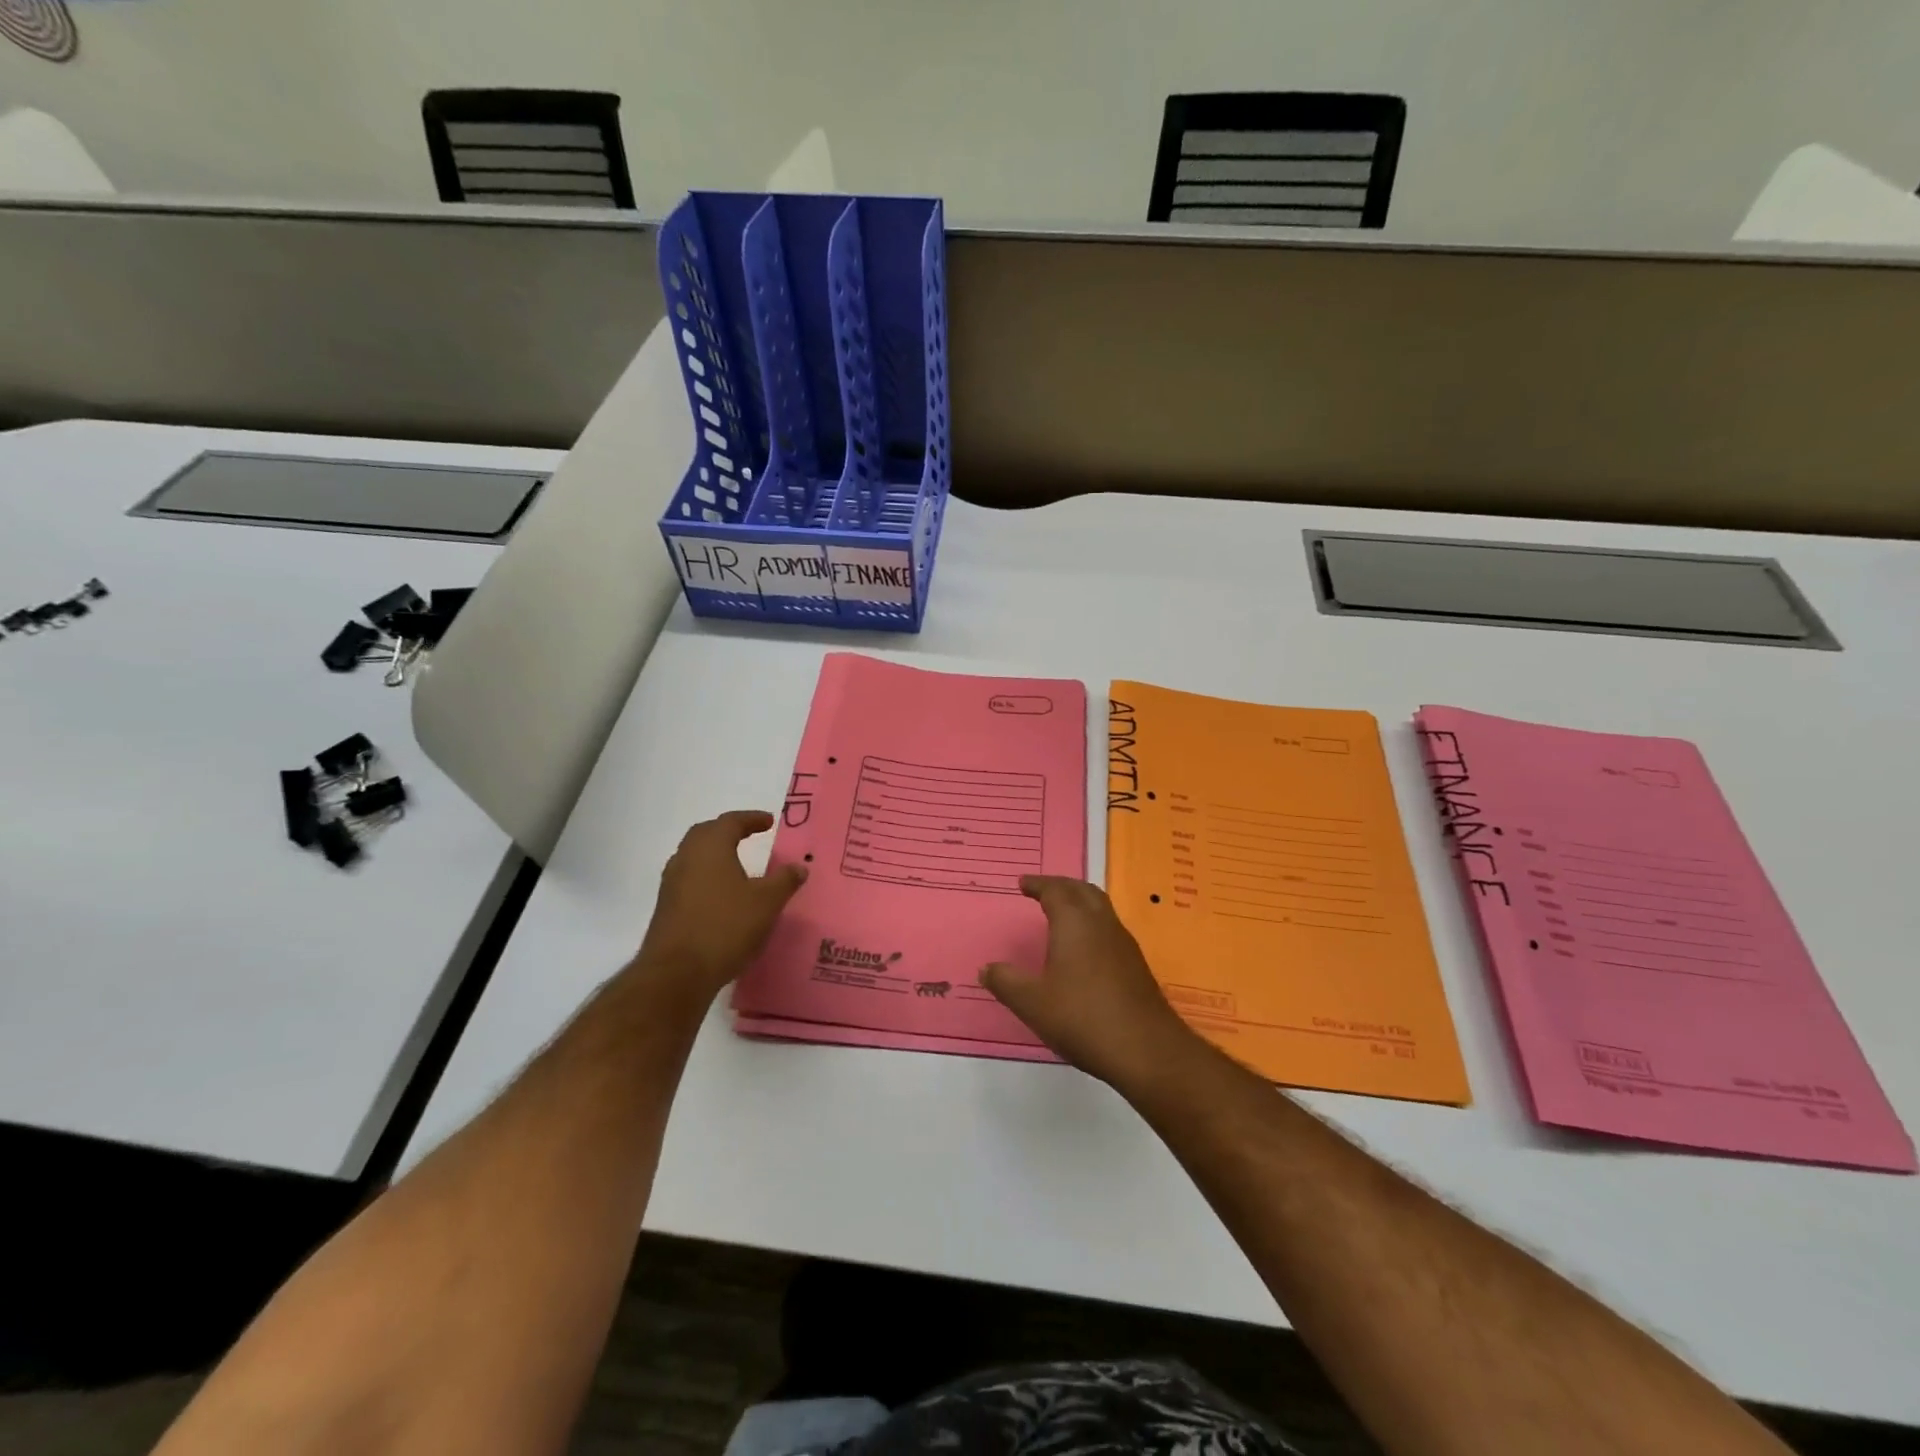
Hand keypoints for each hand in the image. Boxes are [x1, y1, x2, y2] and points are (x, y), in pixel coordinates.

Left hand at [638, 811, 805, 996]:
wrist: (677, 973)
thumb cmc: (725, 926)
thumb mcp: (766, 902)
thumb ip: (784, 881)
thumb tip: (799, 867)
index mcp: (710, 848)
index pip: (730, 822)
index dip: (751, 819)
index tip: (768, 821)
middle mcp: (686, 859)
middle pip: (705, 834)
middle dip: (727, 831)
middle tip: (748, 835)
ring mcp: (671, 884)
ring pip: (694, 858)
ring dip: (715, 855)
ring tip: (737, 865)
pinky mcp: (666, 909)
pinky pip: (689, 880)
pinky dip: (707, 878)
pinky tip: (722, 896)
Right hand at [982, 876, 1195, 1086]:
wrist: (1146, 1049)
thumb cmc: (1082, 1018)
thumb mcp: (1033, 1003)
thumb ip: (1006, 982)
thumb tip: (986, 969)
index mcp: (1074, 922)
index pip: (1055, 890)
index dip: (1038, 885)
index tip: (1023, 884)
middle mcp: (1101, 924)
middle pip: (1082, 891)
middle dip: (1061, 886)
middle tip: (1042, 890)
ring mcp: (1123, 943)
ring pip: (1100, 907)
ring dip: (1080, 902)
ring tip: (1061, 914)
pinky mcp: (1135, 965)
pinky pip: (1109, 928)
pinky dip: (1092, 924)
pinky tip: (1084, 948)